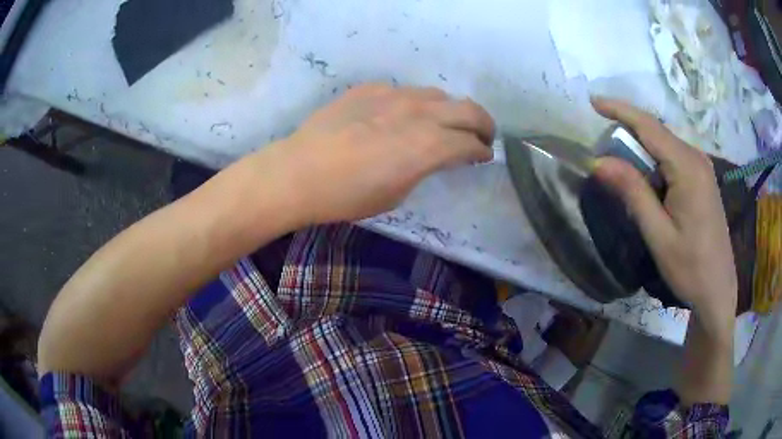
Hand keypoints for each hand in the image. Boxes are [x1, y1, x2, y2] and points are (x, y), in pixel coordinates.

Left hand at [268, 84, 494, 222]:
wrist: (299, 172)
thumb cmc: (347, 196)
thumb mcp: (396, 193)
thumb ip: (423, 168)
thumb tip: (433, 156)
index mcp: (428, 146)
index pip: (470, 143)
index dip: (482, 151)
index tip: (483, 156)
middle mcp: (419, 113)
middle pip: (468, 110)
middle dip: (483, 124)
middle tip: (482, 135)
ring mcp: (393, 95)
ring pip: (437, 95)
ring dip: (449, 110)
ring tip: (443, 123)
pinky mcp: (370, 89)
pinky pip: (404, 92)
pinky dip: (414, 105)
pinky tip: (400, 117)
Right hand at [590, 98, 736, 335]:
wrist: (718, 289)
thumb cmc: (690, 267)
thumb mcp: (658, 234)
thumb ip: (632, 192)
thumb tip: (599, 161)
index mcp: (687, 167)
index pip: (649, 126)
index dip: (620, 110)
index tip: (593, 101)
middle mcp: (697, 158)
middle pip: (657, 132)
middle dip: (628, 130)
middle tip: (602, 143)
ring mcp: (702, 168)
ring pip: (665, 145)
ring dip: (641, 148)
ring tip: (620, 164)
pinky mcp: (703, 179)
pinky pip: (674, 158)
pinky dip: (655, 161)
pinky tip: (647, 180)